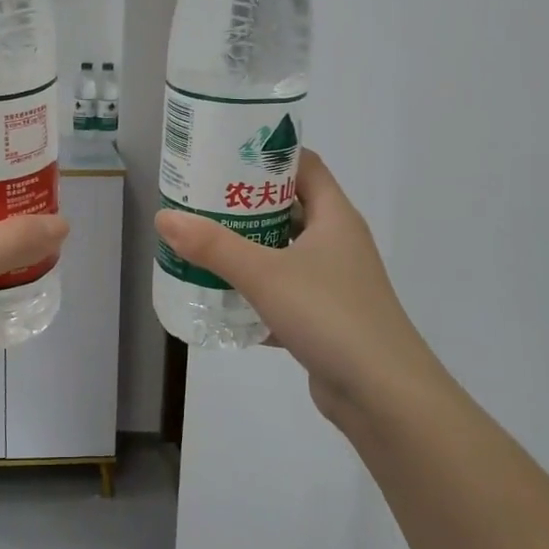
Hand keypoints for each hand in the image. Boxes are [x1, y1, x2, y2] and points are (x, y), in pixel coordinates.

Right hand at [153, 150, 437, 418]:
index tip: (224, 153)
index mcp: (334, 217)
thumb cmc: (330, 315)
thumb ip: (213, 246)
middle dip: (245, 203)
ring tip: (202, 243)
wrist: (384, 395)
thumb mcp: (264, 274)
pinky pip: (284, 293)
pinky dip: (256, 293)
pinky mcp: (325, 318)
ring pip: (284, 252)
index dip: (267, 154)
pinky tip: (222, 298)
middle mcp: (337, 242)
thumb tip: (165, 216)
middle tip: (200, 200)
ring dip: (248, 249)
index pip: (303, 165)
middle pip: (289, 207)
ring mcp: (334, 282)